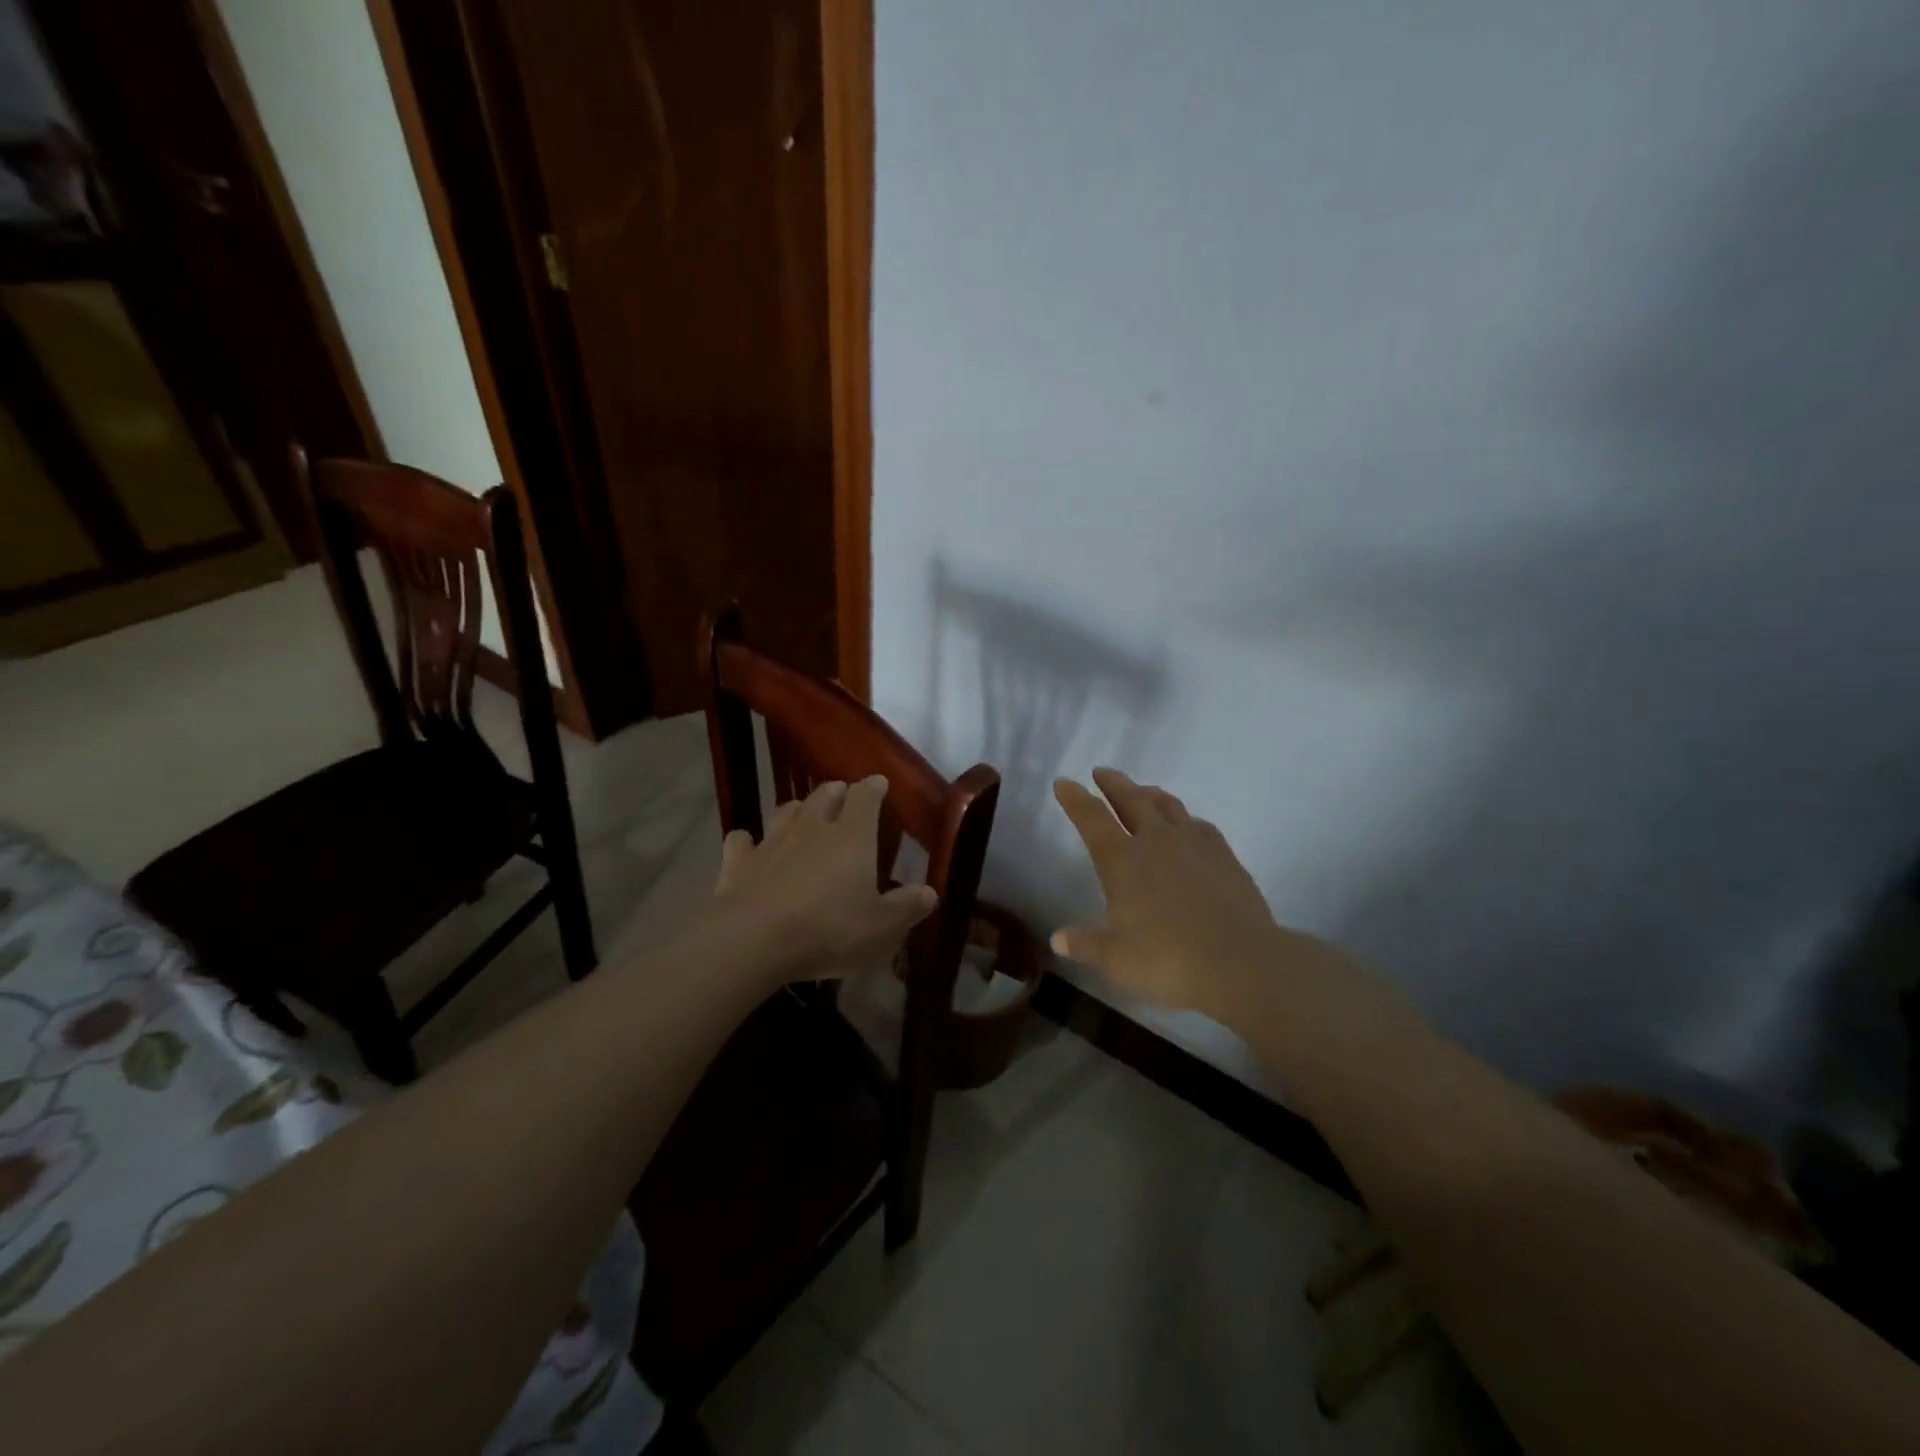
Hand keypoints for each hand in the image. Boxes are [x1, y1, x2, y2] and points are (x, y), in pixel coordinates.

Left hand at [707, 775, 936, 983]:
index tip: (878, 783)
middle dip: (835, 791)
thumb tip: (930, 892)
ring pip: (785, 811)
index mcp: (852, 837)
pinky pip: (741, 841)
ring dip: (796, 808)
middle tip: (842, 793)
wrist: (753, 940)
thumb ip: (906, 907)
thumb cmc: (828, 929)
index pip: (865, 798)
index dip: (873, 788)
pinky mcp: (738, 862)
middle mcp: (812, 828)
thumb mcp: (881, 927)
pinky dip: (747, 840)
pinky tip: (747, 845)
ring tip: (802, 812)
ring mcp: (772, 842)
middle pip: (824, 795)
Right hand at [1051, 768, 1341, 1023]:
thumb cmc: (1169, 961)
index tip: (1064, 782)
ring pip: (1168, 805)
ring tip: (1142, 790)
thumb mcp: (1117, 960)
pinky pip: (1200, 825)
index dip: (1075, 799)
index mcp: (1122, 862)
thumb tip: (1058, 940)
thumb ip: (1086, 945)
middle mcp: (1156, 842)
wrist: (1242, 963)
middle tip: (1102, 772)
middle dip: (1113, 784)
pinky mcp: (1224, 856)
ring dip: (1150, 793)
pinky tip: (1188, 824)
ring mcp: (1194, 845)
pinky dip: (1186, 819)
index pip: (1091, 819)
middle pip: (1131, 800)